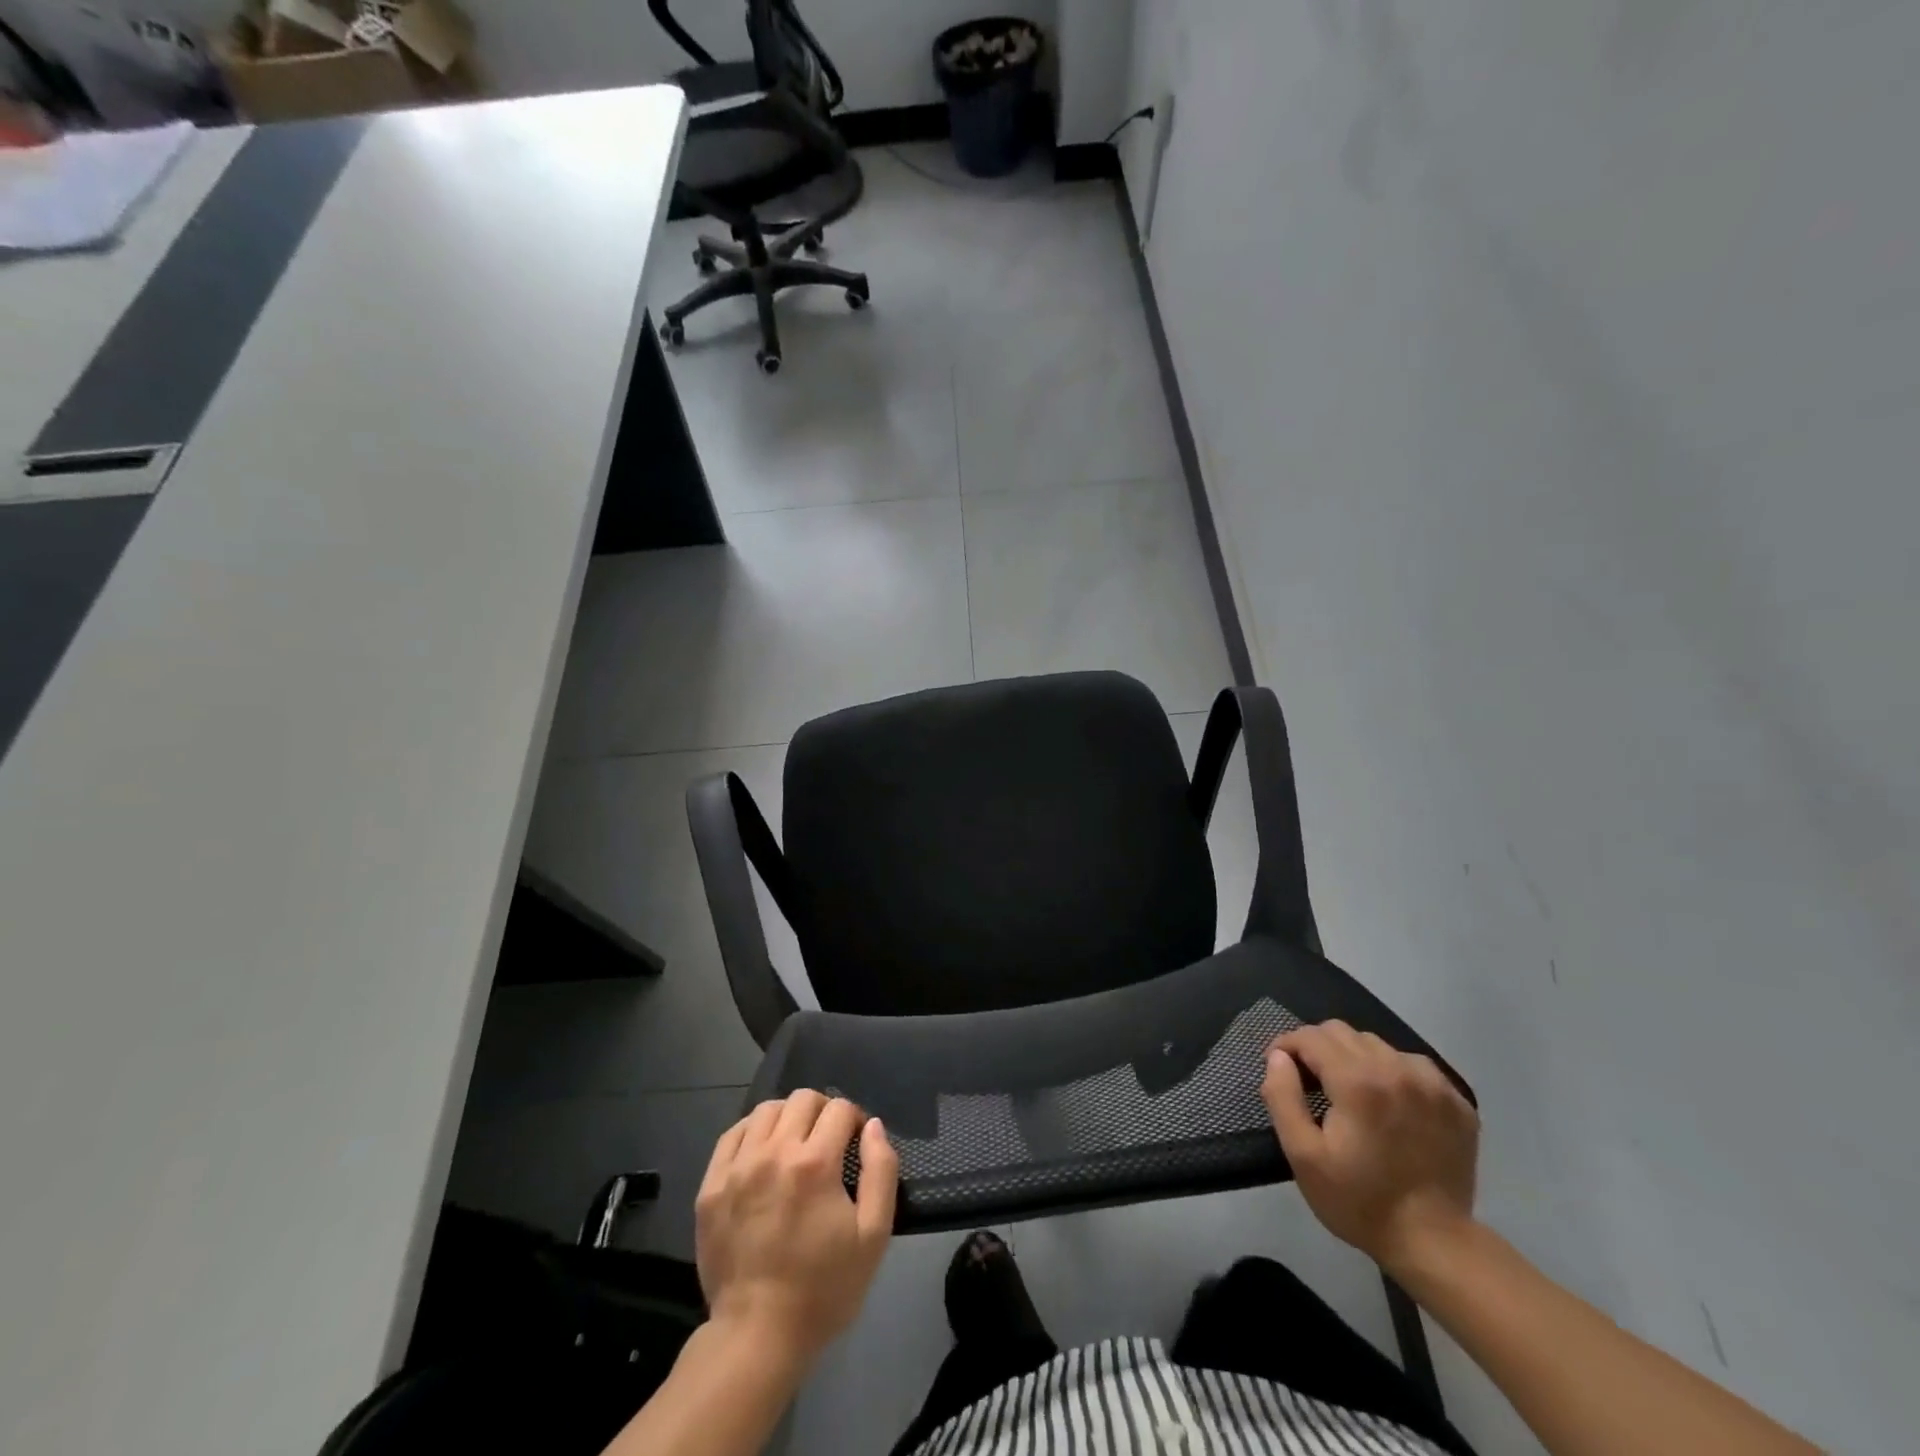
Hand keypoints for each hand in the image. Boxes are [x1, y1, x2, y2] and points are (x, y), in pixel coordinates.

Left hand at [694, 1090, 898, 1370]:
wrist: (757, 1336)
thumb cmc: (823, 1288)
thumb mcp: (873, 1235)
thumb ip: (881, 1171)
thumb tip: (873, 1126)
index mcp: (815, 1163)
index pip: (840, 1109)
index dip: (855, 1120)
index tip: (856, 1145)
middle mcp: (774, 1152)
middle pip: (803, 1098)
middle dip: (823, 1111)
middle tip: (828, 1141)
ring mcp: (738, 1167)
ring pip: (766, 1110)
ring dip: (788, 1117)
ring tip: (794, 1144)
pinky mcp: (711, 1185)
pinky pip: (732, 1134)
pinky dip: (752, 1132)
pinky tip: (762, 1152)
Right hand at [1261, 1021, 1478, 1273]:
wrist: (1435, 1244)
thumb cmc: (1359, 1201)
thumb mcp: (1303, 1155)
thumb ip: (1282, 1096)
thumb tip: (1278, 1057)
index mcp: (1358, 1081)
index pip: (1311, 1036)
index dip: (1287, 1045)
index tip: (1279, 1067)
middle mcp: (1397, 1069)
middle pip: (1343, 1032)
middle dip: (1318, 1048)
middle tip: (1310, 1081)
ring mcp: (1433, 1084)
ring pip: (1377, 1045)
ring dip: (1354, 1058)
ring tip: (1350, 1092)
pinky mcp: (1456, 1101)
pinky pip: (1412, 1065)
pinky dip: (1391, 1072)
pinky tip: (1389, 1102)